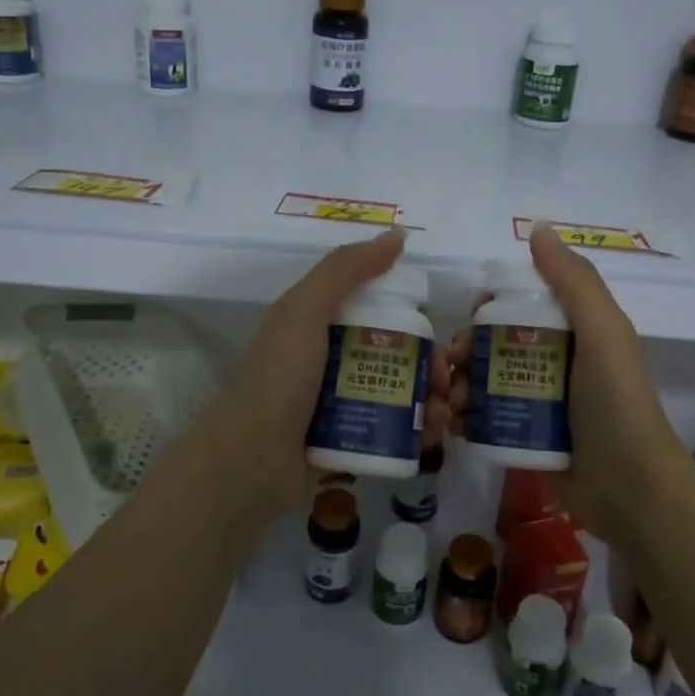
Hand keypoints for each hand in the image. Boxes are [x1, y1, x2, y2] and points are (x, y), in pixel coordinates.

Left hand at [209, 228, 451, 517]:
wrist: (249, 460)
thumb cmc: (279, 377)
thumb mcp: (305, 310)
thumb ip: (346, 269)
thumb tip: (397, 235)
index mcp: (321, 324)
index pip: (381, 312)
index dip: (415, 321)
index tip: (438, 337)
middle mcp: (332, 360)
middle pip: (396, 354)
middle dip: (430, 367)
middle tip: (445, 385)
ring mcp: (340, 403)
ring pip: (399, 393)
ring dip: (429, 401)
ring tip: (443, 416)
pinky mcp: (348, 440)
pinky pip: (392, 430)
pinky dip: (416, 432)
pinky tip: (433, 438)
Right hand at [446, 224, 694, 545]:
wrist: (630, 490)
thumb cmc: (615, 403)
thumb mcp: (602, 332)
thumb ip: (573, 281)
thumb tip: (537, 228)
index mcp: (575, 332)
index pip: (521, 306)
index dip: (490, 308)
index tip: (471, 320)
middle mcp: (556, 363)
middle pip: (495, 345)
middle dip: (466, 352)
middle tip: (451, 369)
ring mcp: (541, 404)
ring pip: (486, 382)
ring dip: (459, 385)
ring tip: (447, 403)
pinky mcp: (527, 439)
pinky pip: (486, 419)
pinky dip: (464, 418)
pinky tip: (451, 424)